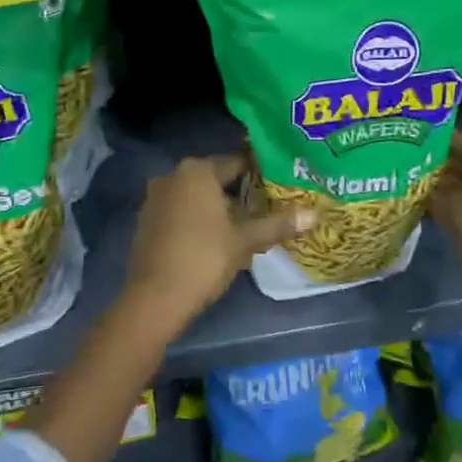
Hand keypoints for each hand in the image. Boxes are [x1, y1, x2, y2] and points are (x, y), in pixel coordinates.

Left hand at [123, 155, 309, 337]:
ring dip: (218, 209)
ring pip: (197, 197)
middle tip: (266, 210)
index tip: (278, 187)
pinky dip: (197, 220)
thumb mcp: (245, 240)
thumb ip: (277, 224)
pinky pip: (180, 212)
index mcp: (197, 171)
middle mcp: (173, 175)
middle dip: (239, 195)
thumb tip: (314, 214)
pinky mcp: (146, 220)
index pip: (236, 163)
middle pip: (216, 180)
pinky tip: (214, 242)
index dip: (259, 175)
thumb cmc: (204, 258)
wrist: (155, 297)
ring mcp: (155, 197)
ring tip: (244, 229)